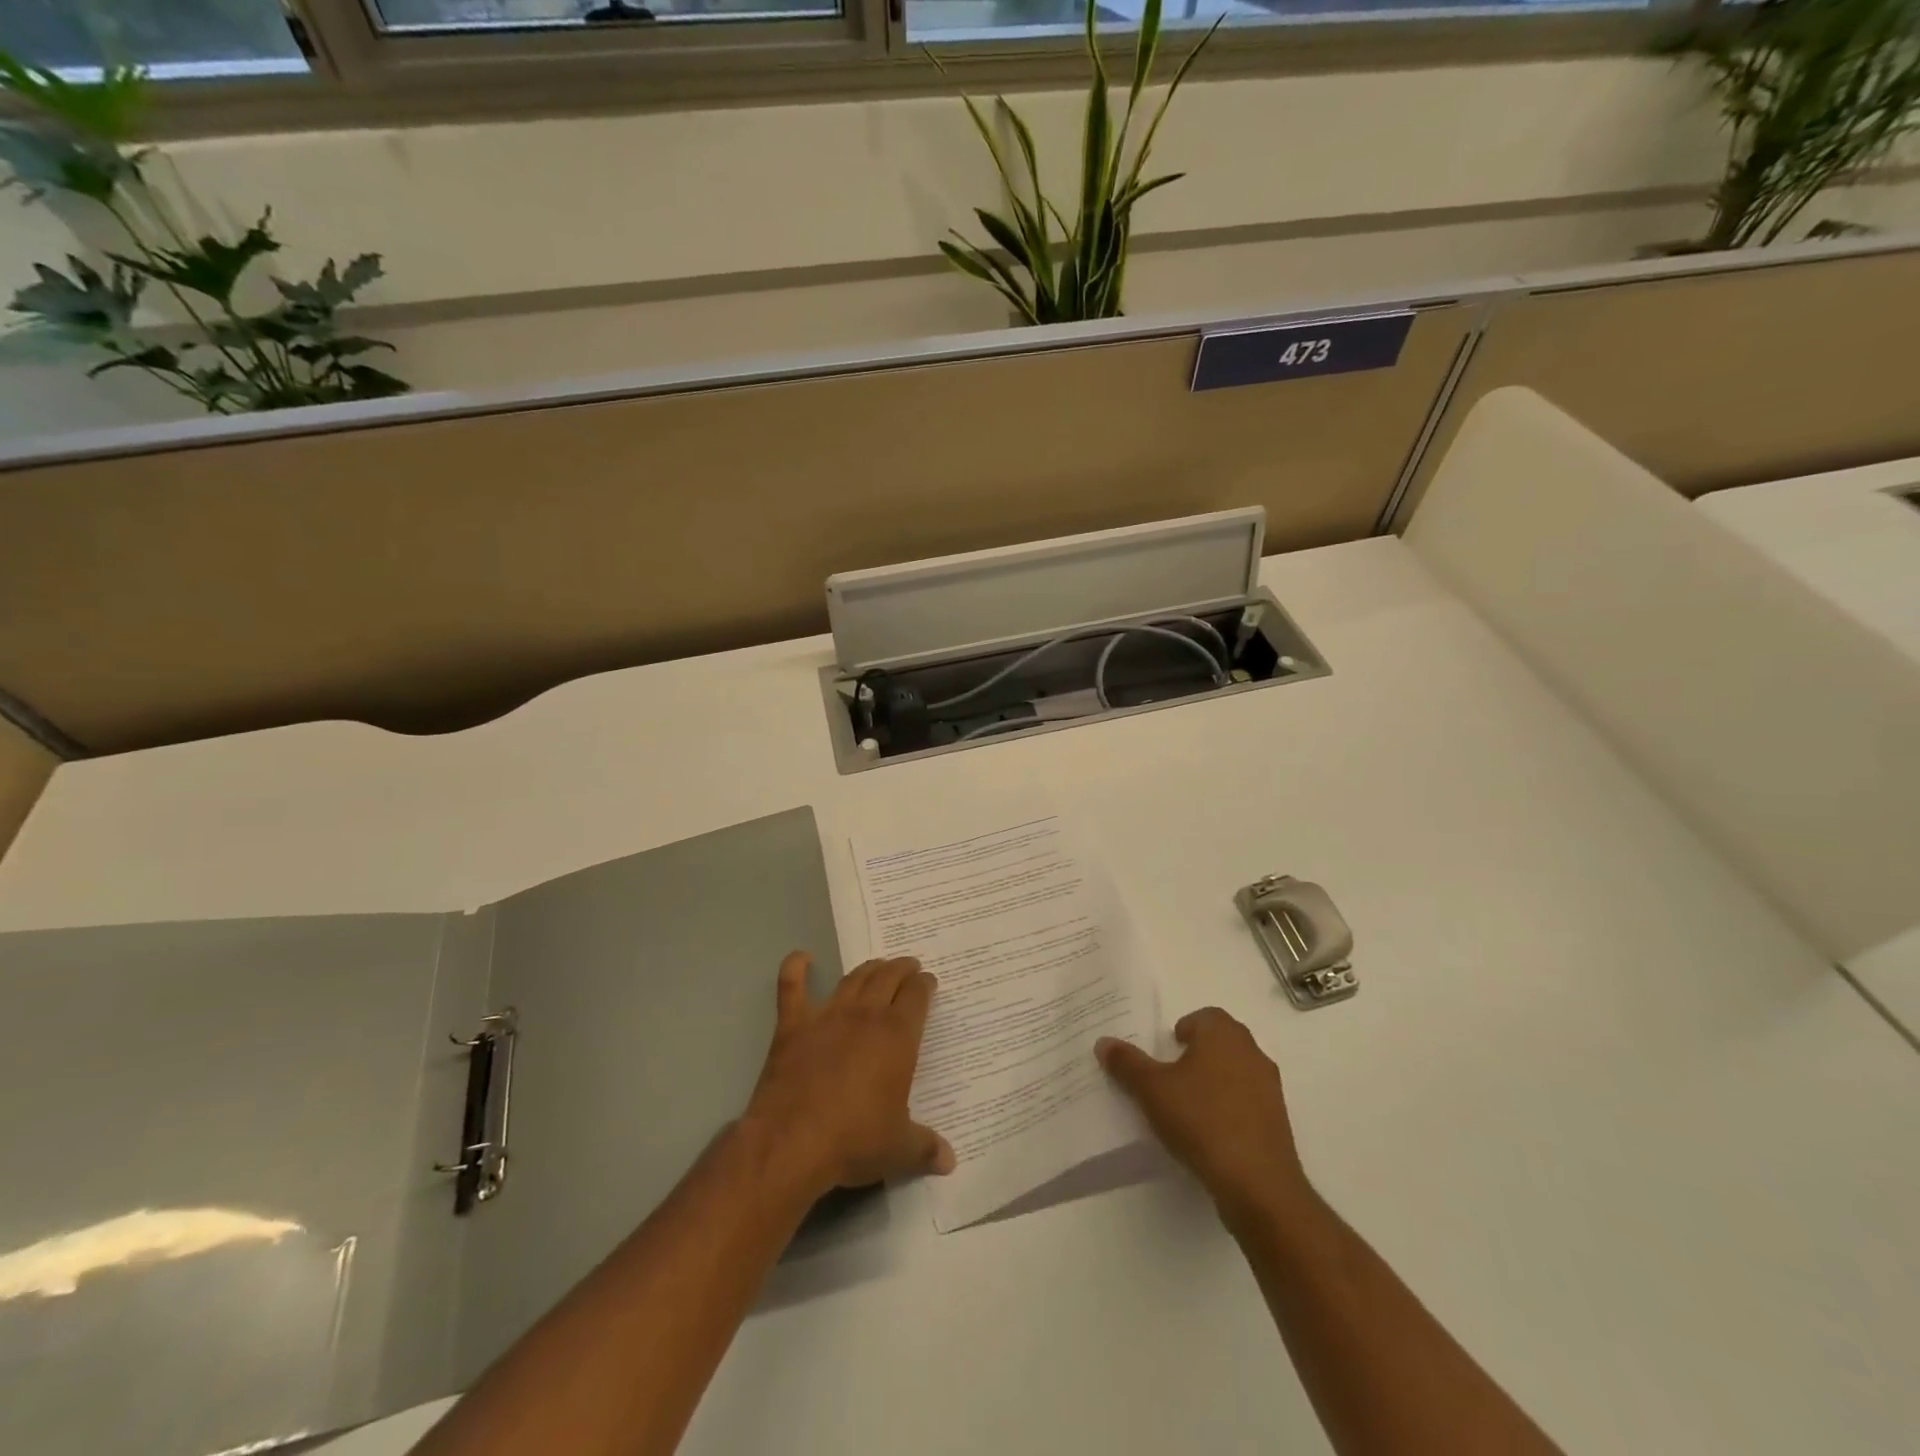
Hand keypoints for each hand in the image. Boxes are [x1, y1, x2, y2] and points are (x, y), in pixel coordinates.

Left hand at [744, 952, 955, 1197]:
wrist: (793, 1142)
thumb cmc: (854, 1140)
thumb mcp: (899, 1149)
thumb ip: (926, 1148)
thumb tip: (950, 1161)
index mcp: (897, 1036)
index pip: (917, 996)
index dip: (925, 985)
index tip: (929, 982)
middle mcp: (865, 1015)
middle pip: (888, 977)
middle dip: (901, 968)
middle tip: (908, 966)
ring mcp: (827, 1015)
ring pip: (852, 978)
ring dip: (867, 968)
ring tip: (876, 965)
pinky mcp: (793, 1026)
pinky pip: (792, 987)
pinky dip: (796, 968)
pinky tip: (802, 957)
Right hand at [1097, 1008, 1310, 1221]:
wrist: (1257, 1183)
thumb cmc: (1201, 1120)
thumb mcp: (1152, 1090)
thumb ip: (1127, 1063)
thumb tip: (1104, 1042)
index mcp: (1223, 1035)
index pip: (1205, 1016)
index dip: (1185, 1028)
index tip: (1167, 1049)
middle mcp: (1251, 1052)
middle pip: (1222, 1041)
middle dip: (1199, 1052)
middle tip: (1172, 1073)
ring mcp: (1270, 1087)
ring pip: (1237, 1070)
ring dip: (1216, 1080)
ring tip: (1189, 1105)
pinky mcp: (1278, 1121)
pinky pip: (1249, 1101)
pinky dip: (1231, 1107)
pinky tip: (1211, 1131)